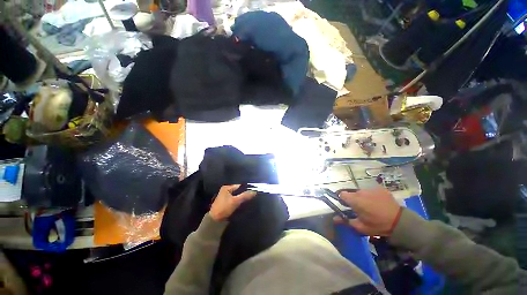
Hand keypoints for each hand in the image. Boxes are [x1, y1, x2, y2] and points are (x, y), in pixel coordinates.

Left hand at [210, 185, 256, 220]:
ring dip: (242, 198)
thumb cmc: (224, 208)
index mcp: (226, 188)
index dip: (246, 188)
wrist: (215, 221)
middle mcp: (226, 191)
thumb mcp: (235, 201)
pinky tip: (244, 204)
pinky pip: (235, 200)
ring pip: (237, 196)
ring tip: (250, 200)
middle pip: (238, 191)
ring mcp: (226, 197)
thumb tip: (255, 191)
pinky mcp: (226, 203)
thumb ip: (245, 195)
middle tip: (253, 197)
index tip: (254, 192)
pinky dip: (239, 202)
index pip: (239, 186)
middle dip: (245, 194)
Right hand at [334, 188, 402, 235]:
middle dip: (354, 199)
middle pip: (352, 193)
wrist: (399, 222)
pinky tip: (379, 203)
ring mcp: (371, 189)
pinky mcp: (380, 189)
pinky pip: (372, 191)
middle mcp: (360, 191)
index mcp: (354, 200)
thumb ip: (345, 221)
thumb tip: (334, 218)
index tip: (346, 205)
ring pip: (362, 192)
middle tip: (360, 209)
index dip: (342, 199)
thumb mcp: (360, 226)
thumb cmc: (377, 225)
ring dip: (363, 197)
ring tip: (371, 206)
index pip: (341, 194)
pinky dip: (372, 196)